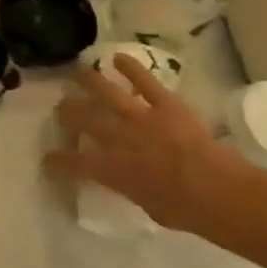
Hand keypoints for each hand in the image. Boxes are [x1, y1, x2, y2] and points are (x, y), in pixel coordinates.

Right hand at [45, 56, 247, 233]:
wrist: (219, 191)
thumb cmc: (185, 210)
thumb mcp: (147, 206)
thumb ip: (130, 187)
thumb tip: (123, 179)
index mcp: (114, 170)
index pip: (77, 163)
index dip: (58, 161)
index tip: (47, 160)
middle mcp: (121, 139)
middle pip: (86, 120)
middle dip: (68, 113)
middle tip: (60, 107)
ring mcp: (143, 117)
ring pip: (108, 94)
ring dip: (90, 81)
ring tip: (77, 70)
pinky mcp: (166, 104)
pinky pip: (145, 82)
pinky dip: (131, 67)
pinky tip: (117, 57)